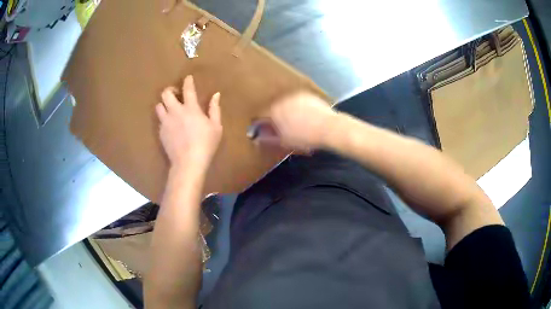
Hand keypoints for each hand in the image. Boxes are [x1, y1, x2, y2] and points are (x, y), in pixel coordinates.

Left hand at [156, 75, 222, 170]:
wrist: (188, 162)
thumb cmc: (206, 144)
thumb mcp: (216, 127)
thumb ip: (215, 109)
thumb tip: (216, 95)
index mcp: (191, 108)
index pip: (188, 89)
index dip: (187, 81)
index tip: (188, 78)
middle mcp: (175, 111)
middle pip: (166, 93)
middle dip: (170, 90)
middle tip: (175, 94)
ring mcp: (166, 122)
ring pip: (158, 106)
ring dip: (164, 104)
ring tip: (170, 108)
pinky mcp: (161, 132)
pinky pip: (160, 120)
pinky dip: (164, 118)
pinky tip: (170, 125)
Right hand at [265, 92, 334, 151]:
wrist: (329, 127)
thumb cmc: (306, 137)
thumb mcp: (285, 142)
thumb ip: (269, 138)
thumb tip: (259, 137)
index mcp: (274, 111)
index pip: (263, 115)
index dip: (266, 123)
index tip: (270, 130)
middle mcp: (283, 100)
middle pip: (276, 108)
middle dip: (279, 116)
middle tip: (286, 128)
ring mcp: (296, 96)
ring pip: (288, 104)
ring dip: (290, 111)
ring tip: (299, 123)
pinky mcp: (308, 95)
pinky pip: (300, 102)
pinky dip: (301, 108)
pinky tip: (308, 117)